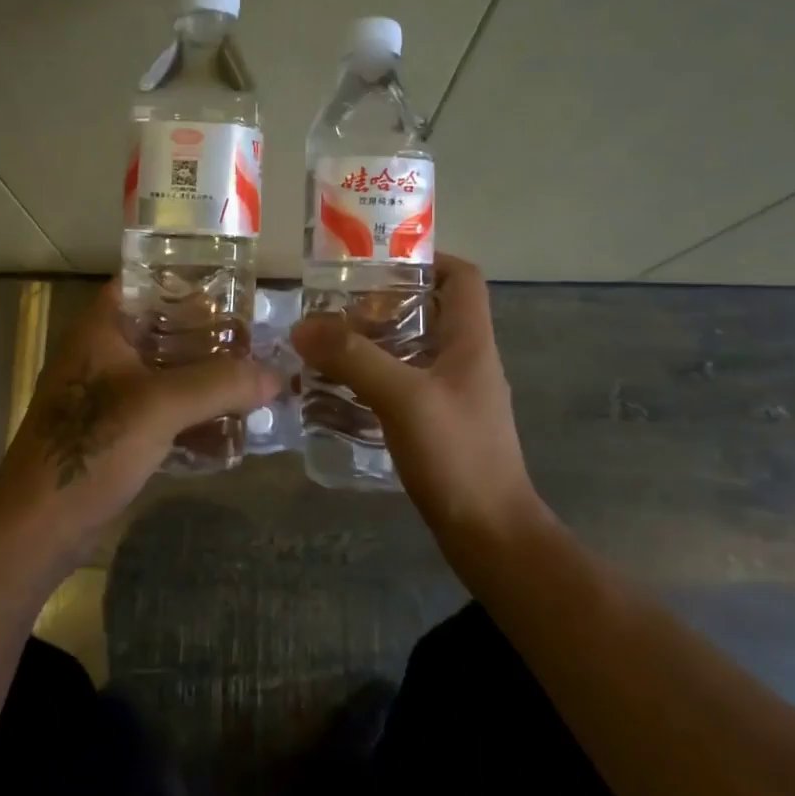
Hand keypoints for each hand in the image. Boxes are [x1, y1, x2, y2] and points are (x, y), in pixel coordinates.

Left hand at [0, 280, 278, 561]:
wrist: (38, 527)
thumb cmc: (91, 447)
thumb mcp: (160, 407)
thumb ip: (219, 384)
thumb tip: (275, 375)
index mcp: (101, 329)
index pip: (144, 281)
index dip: (186, 278)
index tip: (232, 287)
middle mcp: (103, 354)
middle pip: (163, 328)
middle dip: (209, 335)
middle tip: (256, 337)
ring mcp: (107, 395)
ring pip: (165, 372)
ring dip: (204, 377)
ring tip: (253, 378)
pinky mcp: (114, 433)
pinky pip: (162, 410)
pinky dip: (192, 413)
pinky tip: (230, 426)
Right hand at [291, 255, 534, 538]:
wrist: (490, 536)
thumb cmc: (457, 455)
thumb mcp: (402, 398)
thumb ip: (353, 358)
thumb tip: (303, 326)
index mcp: (471, 341)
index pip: (462, 277)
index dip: (426, 259)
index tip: (377, 263)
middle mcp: (466, 360)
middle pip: (429, 311)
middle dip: (383, 303)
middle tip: (335, 309)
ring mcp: (455, 395)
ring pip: (413, 350)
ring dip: (374, 343)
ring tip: (327, 345)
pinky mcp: (441, 424)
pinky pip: (405, 385)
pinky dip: (375, 379)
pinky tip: (340, 392)